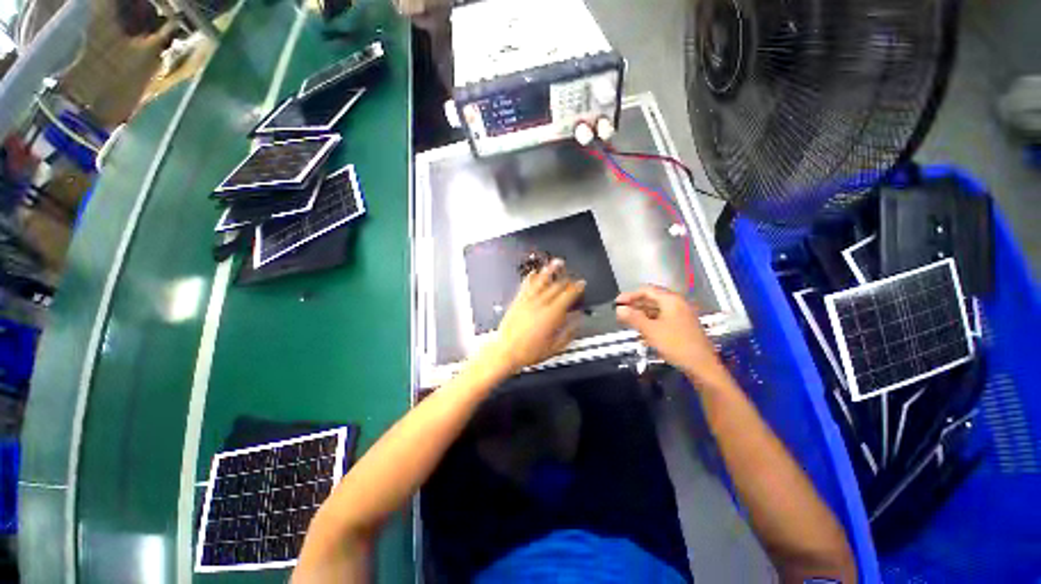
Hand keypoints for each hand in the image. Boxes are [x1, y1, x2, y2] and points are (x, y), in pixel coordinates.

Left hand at [484, 259, 585, 375]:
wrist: (506, 351)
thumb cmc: (529, 351)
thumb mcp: (555, 346)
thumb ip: (569, 331)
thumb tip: (577, 319)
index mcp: (551, 314)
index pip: (568, 295)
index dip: (577, 287)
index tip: (582, 283)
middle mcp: (540, 304)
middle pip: (556, 286)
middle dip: (567, 279)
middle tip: (573, 276)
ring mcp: (528, 301)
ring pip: (541, 281)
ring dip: (550, 271)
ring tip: (556, 262)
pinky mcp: (517, 301)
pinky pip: (525, 285)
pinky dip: (531, 277)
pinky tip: (533, 272)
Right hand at [615, 285, 727, 385]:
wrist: (702, 366)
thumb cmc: (676, 345)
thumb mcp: (650, 330)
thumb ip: (633, 318)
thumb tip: (619, 309)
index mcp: (670, 300)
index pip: (646, 290)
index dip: (629, 295)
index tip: (617, 302)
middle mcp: (677, 304)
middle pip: (651, 299)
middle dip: (634, 305)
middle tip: (620, 312)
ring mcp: (681, 315)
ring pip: (656, 309)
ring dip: (641, 314)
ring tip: (627, 320)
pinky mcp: (682, 326)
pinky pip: (662, 318)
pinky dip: (650, 321)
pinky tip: (641, 329)